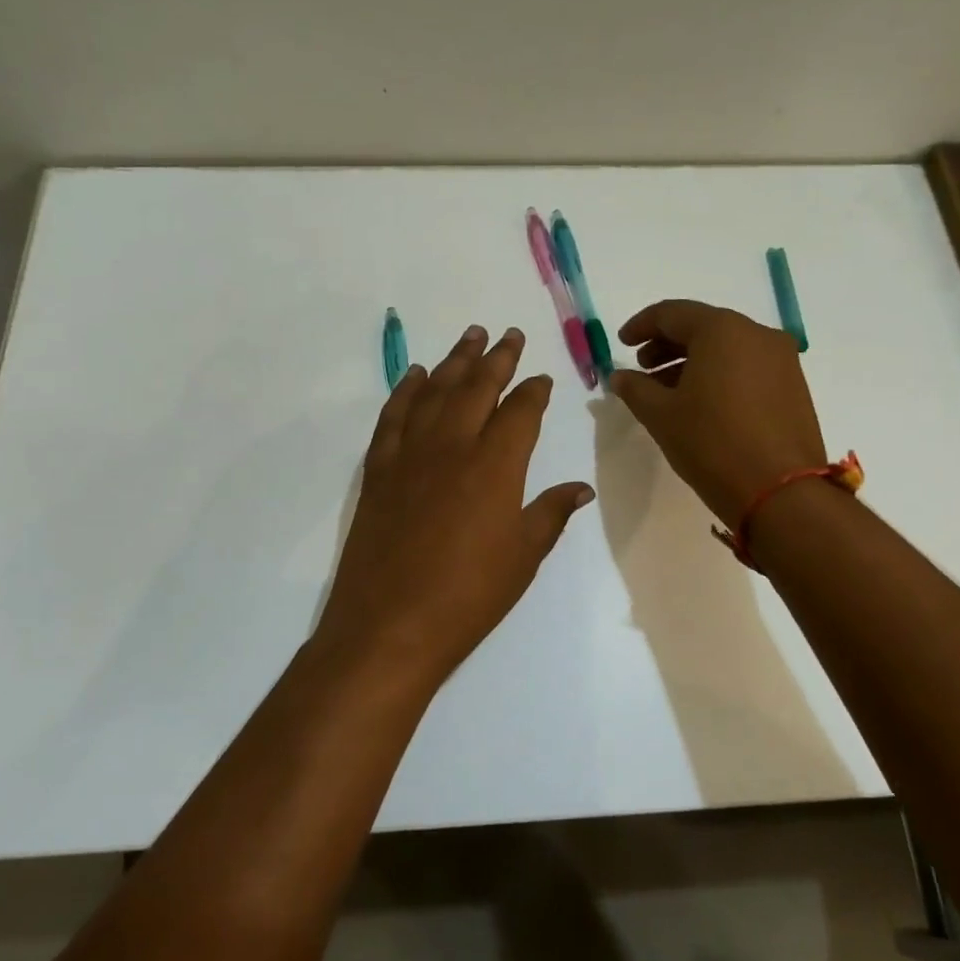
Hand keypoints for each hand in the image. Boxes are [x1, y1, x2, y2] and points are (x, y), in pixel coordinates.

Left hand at [314, 324, 593, 684]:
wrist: (390, 626)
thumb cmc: (468, 596)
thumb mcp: (523, 557)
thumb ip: (550, 513)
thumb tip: (580, 488)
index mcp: (496, 465)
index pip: (521, 412)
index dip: (534, 391)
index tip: (541, 378)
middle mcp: (452, 446)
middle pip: (477, 387)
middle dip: (496, 358)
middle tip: (508, 334)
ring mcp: (410, 455)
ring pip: (434, 392)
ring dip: (453, 361)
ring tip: (469, 336)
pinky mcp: (378, 470)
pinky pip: (393, 416)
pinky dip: (405, 390)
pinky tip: (413, 375)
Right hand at [610, 301, 827, 527]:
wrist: (780, 492)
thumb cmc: (711, 444)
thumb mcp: (661, 415)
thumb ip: (635, 388)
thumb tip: (620, 376)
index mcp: (722, 330)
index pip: (672, 313)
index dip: (641, 326)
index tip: (621, 343)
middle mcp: (757, 334)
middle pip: (703, 327)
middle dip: (667, 345)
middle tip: (642, 368)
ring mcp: (782, 360)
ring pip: (727, 348)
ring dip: (692, 362)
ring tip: (667, 391)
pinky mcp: (794, 386)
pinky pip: (747, 367)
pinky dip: (719, 375)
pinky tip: (701, 403)